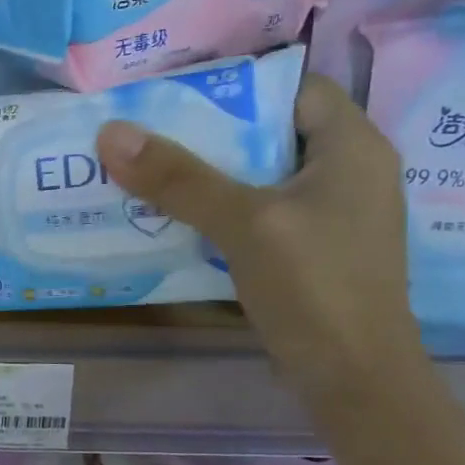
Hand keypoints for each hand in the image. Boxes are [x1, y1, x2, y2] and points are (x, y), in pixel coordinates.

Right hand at [95, 74, 425, 400]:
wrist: (353, 380)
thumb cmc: (315, 287)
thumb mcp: (245, 223)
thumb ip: (180, 178)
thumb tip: (111, 132)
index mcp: (352, 146)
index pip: (293, 87)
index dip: (237, 84)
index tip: (175, 94)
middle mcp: (346, 172)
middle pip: (269, 131)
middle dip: (207, 132)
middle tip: (146, 133)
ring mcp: (328, 215)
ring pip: (257, 175)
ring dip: (206, 174)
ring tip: (147, 171)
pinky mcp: (309, 250)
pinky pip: (255, 212)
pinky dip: (217, 209)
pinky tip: (174, 219)